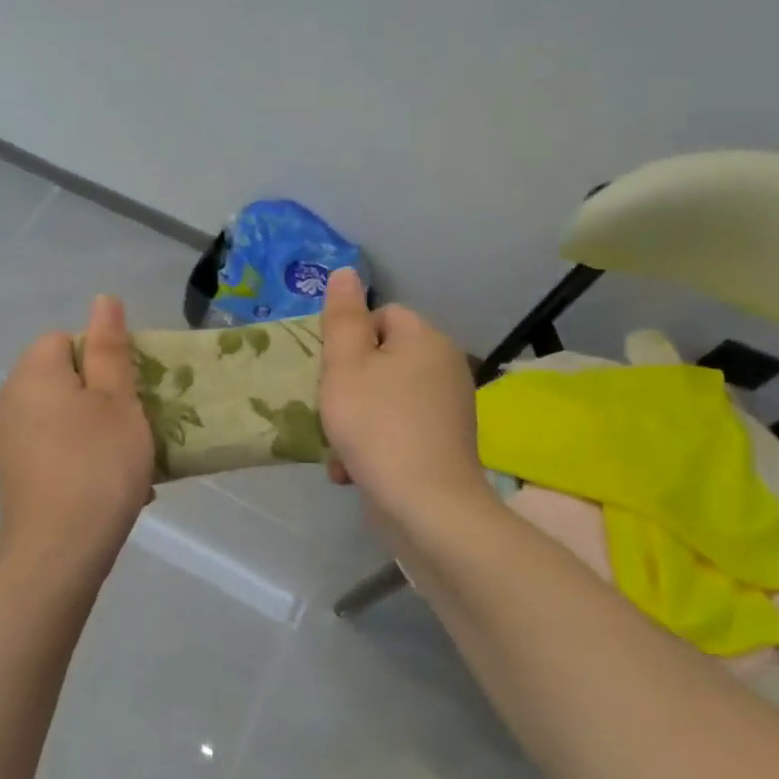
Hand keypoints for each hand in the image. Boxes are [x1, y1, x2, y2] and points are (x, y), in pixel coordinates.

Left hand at [0, 295, 155, 578]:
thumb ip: (109, 348)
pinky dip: (80, 456)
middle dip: (102, 396)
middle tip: (135, 426)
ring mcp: (7, 440)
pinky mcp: (14, 473)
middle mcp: (10, 399)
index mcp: (33, 373)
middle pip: (63, 378)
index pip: (66, 339)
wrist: (58, 553)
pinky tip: (108, 486)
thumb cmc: (97, 465)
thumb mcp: (117, 400)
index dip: (102, 358)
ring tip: (129, 461)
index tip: (128, 391)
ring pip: (62, 416)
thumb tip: (102, 300)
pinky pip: (53, 447)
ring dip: (96, 429)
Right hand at [318, 268, 489, 521]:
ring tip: (339, 449)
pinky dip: (374, 444)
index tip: (332, 372)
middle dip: (349, 386)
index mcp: (426, 339)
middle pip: (381, 359)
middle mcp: (445, 367)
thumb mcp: (346, 365)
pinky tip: (353, 469)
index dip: (350, 339)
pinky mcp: (444, 444)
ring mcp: (448, 408)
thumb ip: (343, 317)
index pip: (382, 315)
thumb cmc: (378, 425)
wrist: (425, 506)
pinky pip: (398, 429)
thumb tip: (346, 272)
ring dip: (355, 420)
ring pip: (385, 398)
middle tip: (331, 410)